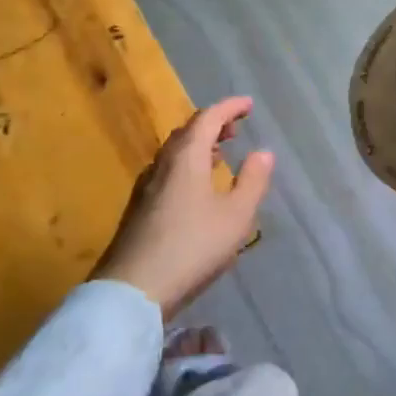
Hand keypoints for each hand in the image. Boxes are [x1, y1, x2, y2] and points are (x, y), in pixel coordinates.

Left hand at [93, 97, 274, 318]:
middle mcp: (162, 164)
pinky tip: (196, 188)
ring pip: (174, 153)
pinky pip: (167, 172)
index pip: (208, 118)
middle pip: (187, 132)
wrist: (132, 291)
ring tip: (220, 154)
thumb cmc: (192, 247)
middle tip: (236, 128)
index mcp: (186, 157)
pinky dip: (187, 165)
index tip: (249, 104)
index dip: (230, 108)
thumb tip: (263, 152)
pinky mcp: (138, 210)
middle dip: (212, 124)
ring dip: (198, 146)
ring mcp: (145, 187)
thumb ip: (253, 181)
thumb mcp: (236, 216)